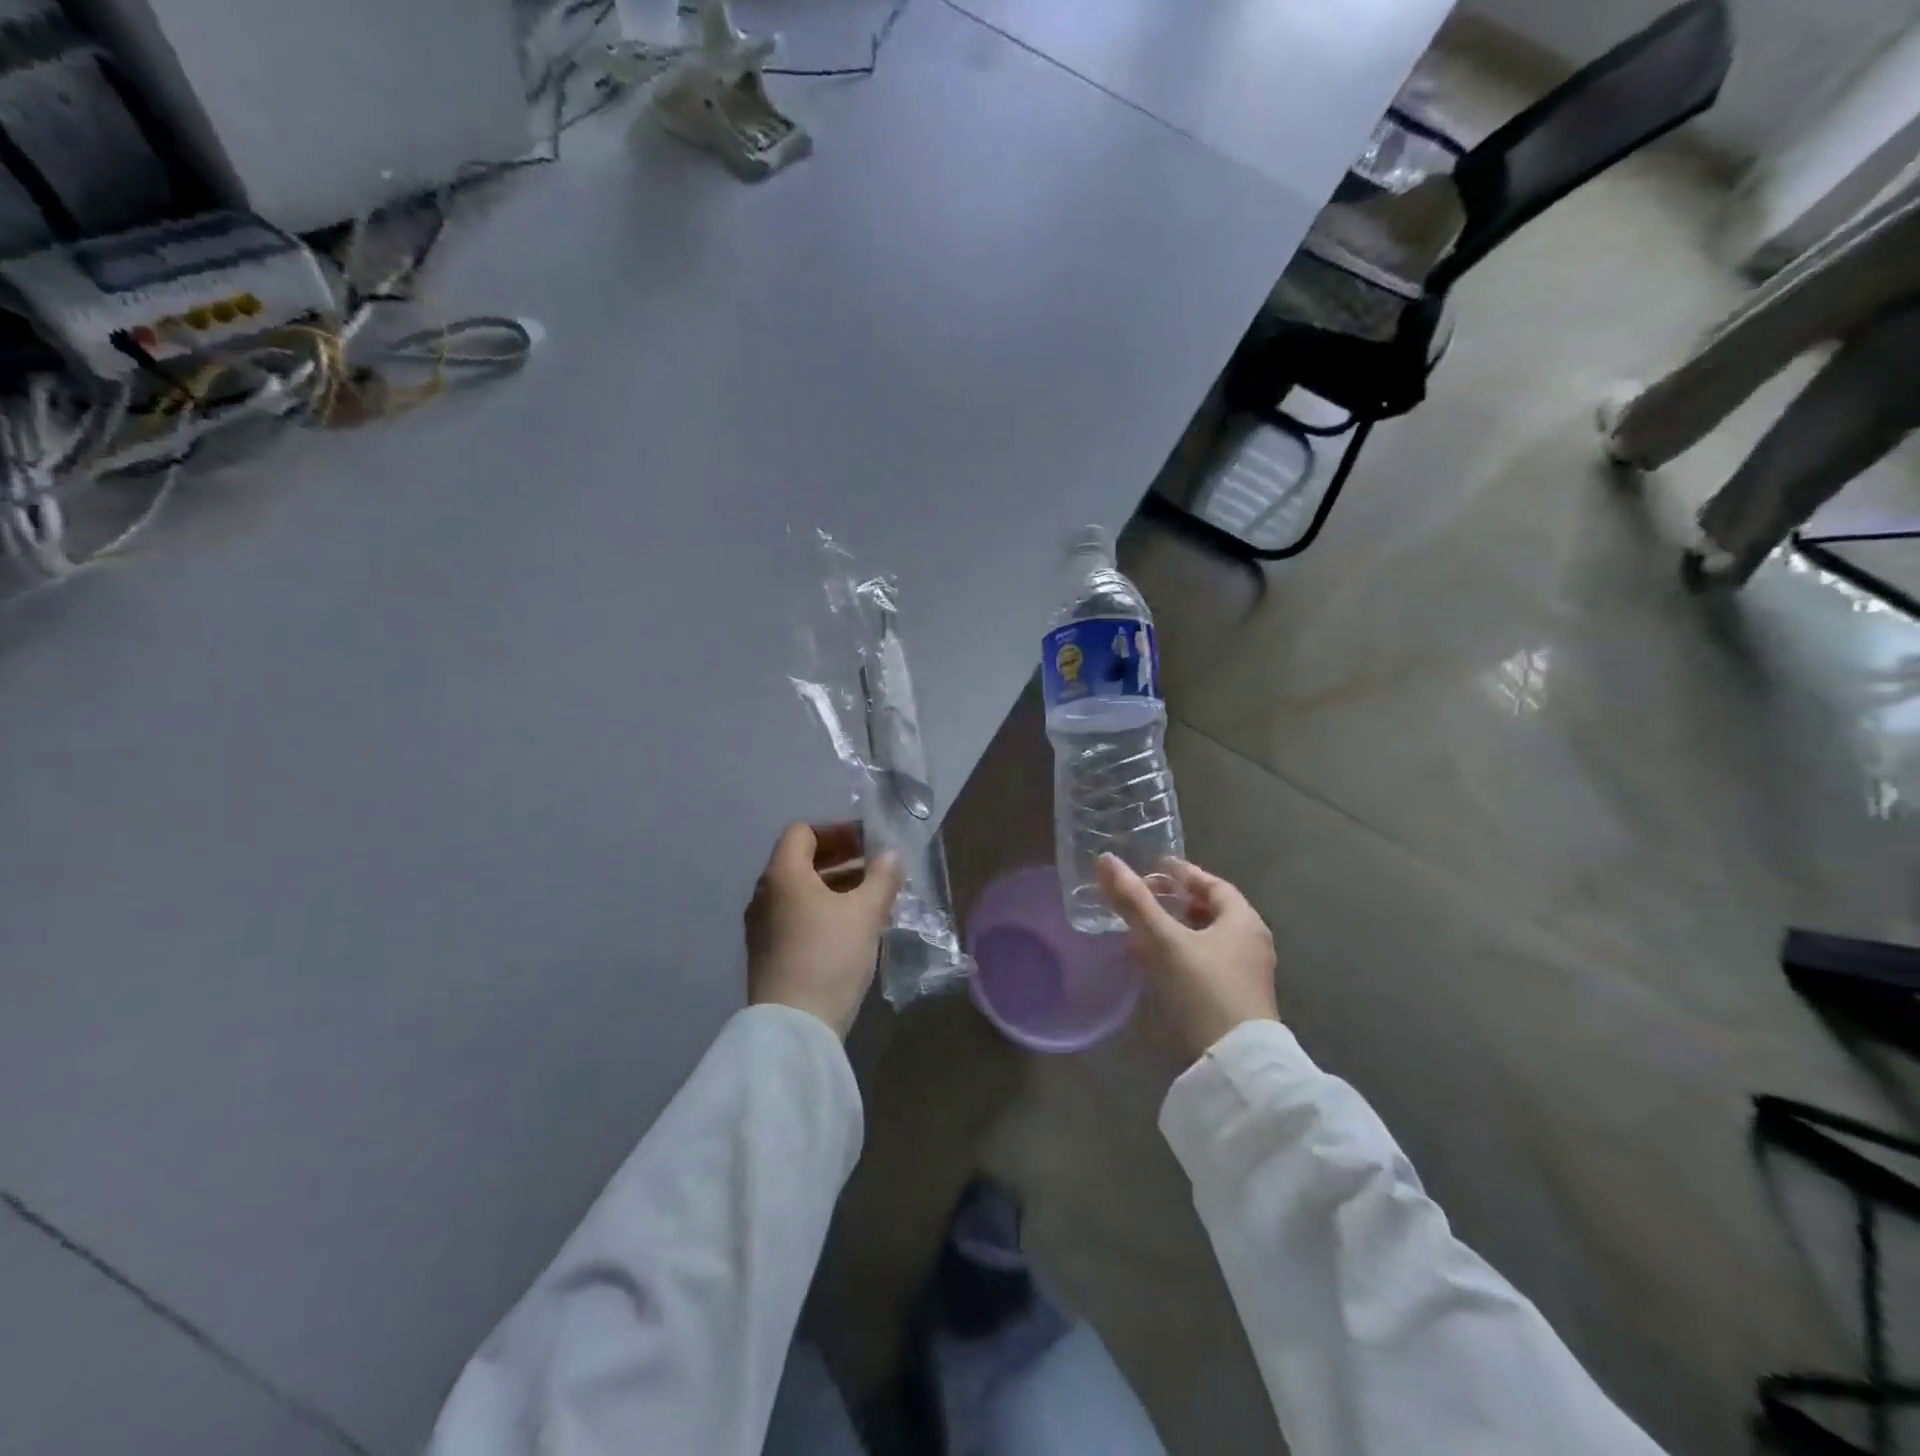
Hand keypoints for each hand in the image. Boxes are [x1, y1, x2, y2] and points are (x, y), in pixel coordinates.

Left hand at [747, 822, 902, 1035]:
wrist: (794, 1026)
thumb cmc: (829, 956)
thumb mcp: (865, 913)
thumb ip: (881, 878)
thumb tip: (890, 855)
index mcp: (783, 874)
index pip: (802, 832)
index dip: (837, 831)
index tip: (867, 843)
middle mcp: (765, 894)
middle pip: (800, 861)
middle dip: (840, 858)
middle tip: (875, 868)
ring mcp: (762, 926)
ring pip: (800, 891)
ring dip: (834, 886)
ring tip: (871, 898)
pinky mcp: (767, 953)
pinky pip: (796, 916)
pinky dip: (822, 910)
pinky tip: (851, 928)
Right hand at [1096, 854, 1277, 1059]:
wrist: (1236, 1064)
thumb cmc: (1204, 990)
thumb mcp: (1164, 942)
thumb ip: (1134, 902)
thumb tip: (1105, 860)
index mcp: (1243, 920)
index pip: (1212, 884)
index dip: (1182, 874)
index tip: (1152, 868)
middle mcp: (1251, 942)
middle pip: (1210, 911)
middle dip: (1175, 902)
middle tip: (1142, 899)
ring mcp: (1246, 974)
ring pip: (1206, 939)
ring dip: (1176, 930)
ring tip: (1142, 932)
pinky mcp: (1236, 999)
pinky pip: (1206, 963)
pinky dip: (1181, 954)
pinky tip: (1156, 965)